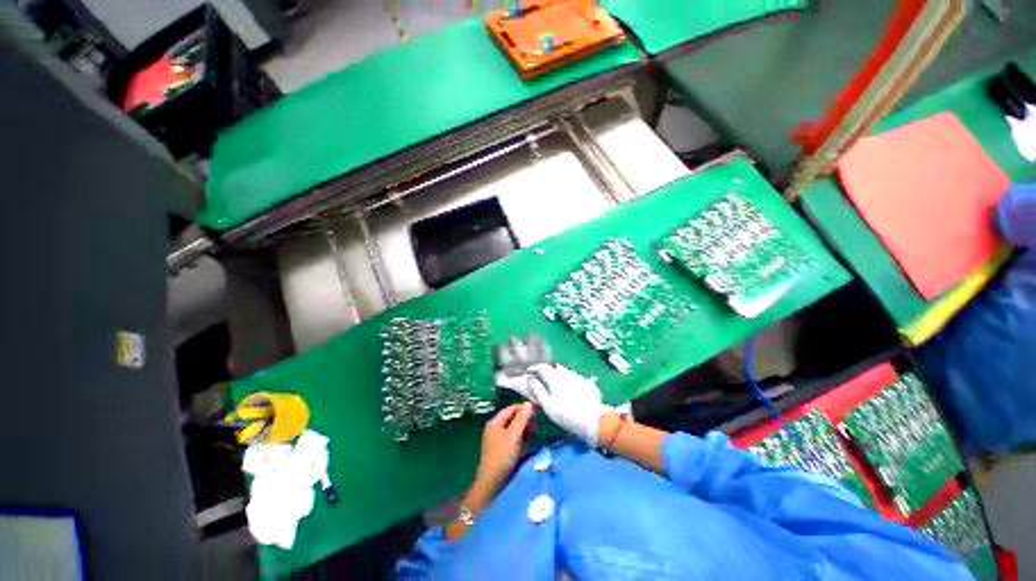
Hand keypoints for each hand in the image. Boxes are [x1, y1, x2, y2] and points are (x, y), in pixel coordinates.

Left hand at [475, 403, 533, 489]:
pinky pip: (514, 438)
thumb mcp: (514, 435)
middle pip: (513, 418)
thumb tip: (529, 403)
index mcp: (495, 422)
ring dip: (525, 430)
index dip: (524, 408)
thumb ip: (521, 419)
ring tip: (533, 436)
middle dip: (525, 420)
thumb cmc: (503, 455)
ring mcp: (498, 439)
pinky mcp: (502, 448)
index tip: (539, 410)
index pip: (511, 408)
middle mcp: (495, 428)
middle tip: (536, 427)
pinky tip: (527, 444)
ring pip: (514, 429)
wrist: (493, 478)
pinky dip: (521, 438)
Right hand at [498, 364, 612, 445]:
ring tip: (553, 385)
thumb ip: (538, 390)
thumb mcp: (548, 405)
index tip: (528, 373)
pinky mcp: (588, 385)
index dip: (534, 369)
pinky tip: (568, 391)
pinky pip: (574, 378)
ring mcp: (579, 379)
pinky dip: (567, 381)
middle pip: (555, 368)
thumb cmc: (567, 415)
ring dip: (557, 375)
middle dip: (546, 371)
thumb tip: (531, 380)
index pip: (543, 367)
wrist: (594, 420)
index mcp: (556, 379)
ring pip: (565, 372)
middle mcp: (568, 375)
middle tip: (539, 379)